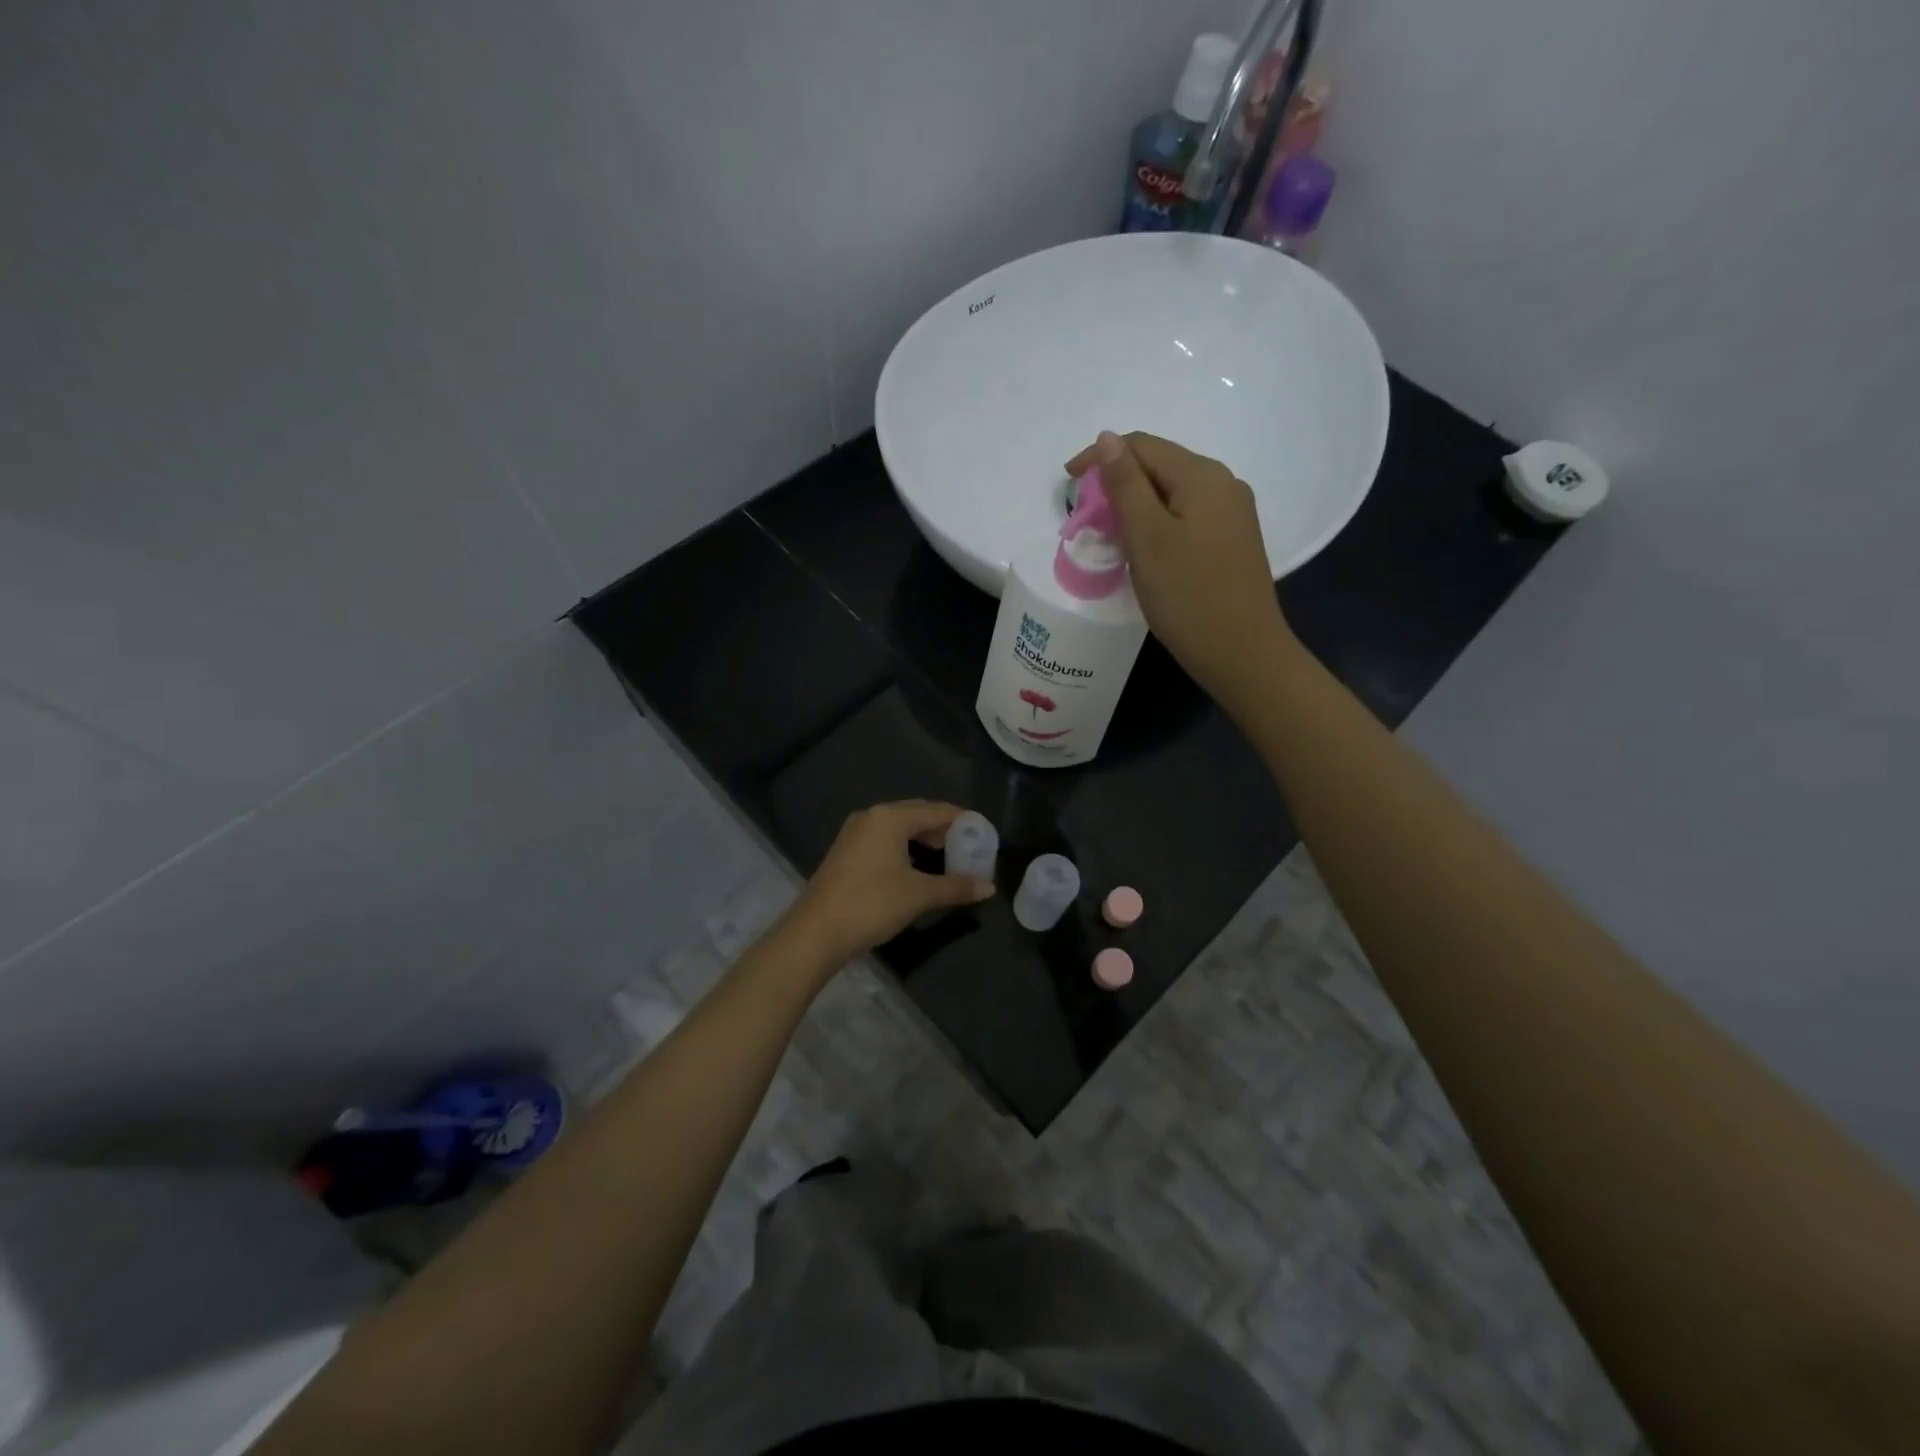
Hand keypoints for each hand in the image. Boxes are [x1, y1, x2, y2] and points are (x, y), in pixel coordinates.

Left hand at [783, 800, 994, 967]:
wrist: (815, 933)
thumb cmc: (871, 904)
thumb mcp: (919, 895)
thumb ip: (956, 887)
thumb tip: (989, 887)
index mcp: (889, 817)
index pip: (936, 810)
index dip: (962, 820)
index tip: (984, 832)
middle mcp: (871, 817)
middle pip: (916, 815)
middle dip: (944, 830)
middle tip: (969, 846)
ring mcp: (854, 834)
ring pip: (899, 829)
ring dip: (924, 840)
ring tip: (947, 857)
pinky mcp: (846, 853)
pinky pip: (884, 840)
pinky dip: (905, 849)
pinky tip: (916, 868)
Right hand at [1065, 430, 1295, 706]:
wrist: (1242, 654)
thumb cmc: (1188, 596)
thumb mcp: (1148, 538)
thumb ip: (1125, 485)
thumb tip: (1107, 438)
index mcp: (1203, 476)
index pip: (1142, 446)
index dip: (1100, 457)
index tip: (1066, 484)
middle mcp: (1223, 484)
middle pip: (1159, 466)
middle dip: (1116, 482)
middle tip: (1084, 517)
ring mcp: (1231, 514)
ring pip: (1171, 493)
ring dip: (1134, 505)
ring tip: (1106, 534)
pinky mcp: (1230, 542)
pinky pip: (1185, 516)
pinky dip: (1155, 524)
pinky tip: (1142, 549)